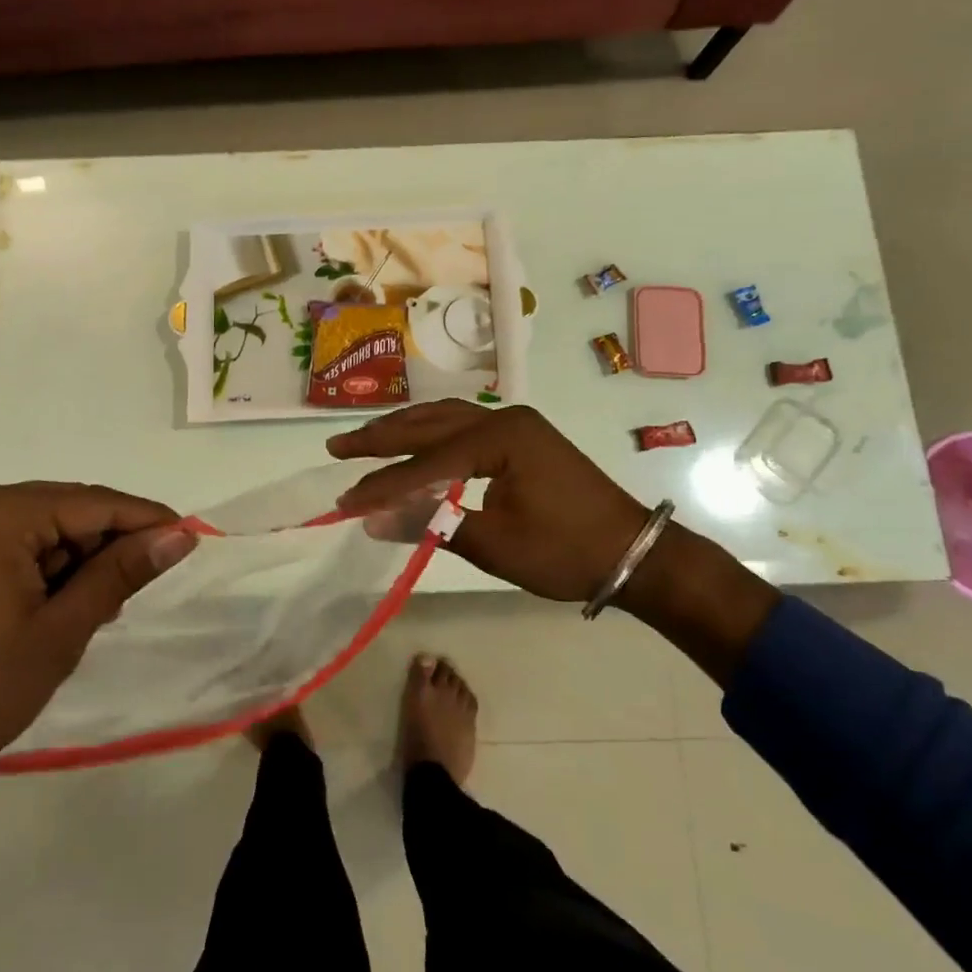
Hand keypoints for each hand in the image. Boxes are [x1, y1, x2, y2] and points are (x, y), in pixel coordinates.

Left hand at [0, 483, 193, 798]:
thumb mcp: (58, 632)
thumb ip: (120, 574)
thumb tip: (179, 536)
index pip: (93, 502)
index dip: (146, 520)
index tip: (190, 540)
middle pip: (64, 511)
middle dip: (106, 548)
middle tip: (136, 593)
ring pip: (39, 532)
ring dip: (74, 565)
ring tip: (94, 612)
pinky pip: (9, 549)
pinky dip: (41, 575)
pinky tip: (54, 611)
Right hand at [328, 402, 646, 603]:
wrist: (634, 553)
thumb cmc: (566, 551)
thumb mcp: (494, 543)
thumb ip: (431, 523)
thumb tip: (370, 519)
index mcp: (500, 437)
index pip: (426, 461)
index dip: (383, 484)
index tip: (345, 501)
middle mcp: (504, 418)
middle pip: (430, 424)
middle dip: (381, 438)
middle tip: (337, 447)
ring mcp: (516, 425)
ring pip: (446, 420)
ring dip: (404, 431)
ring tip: (364, 441)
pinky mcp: (523, 438)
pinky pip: (464, 429)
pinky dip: (432, 437)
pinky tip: (414, 444)